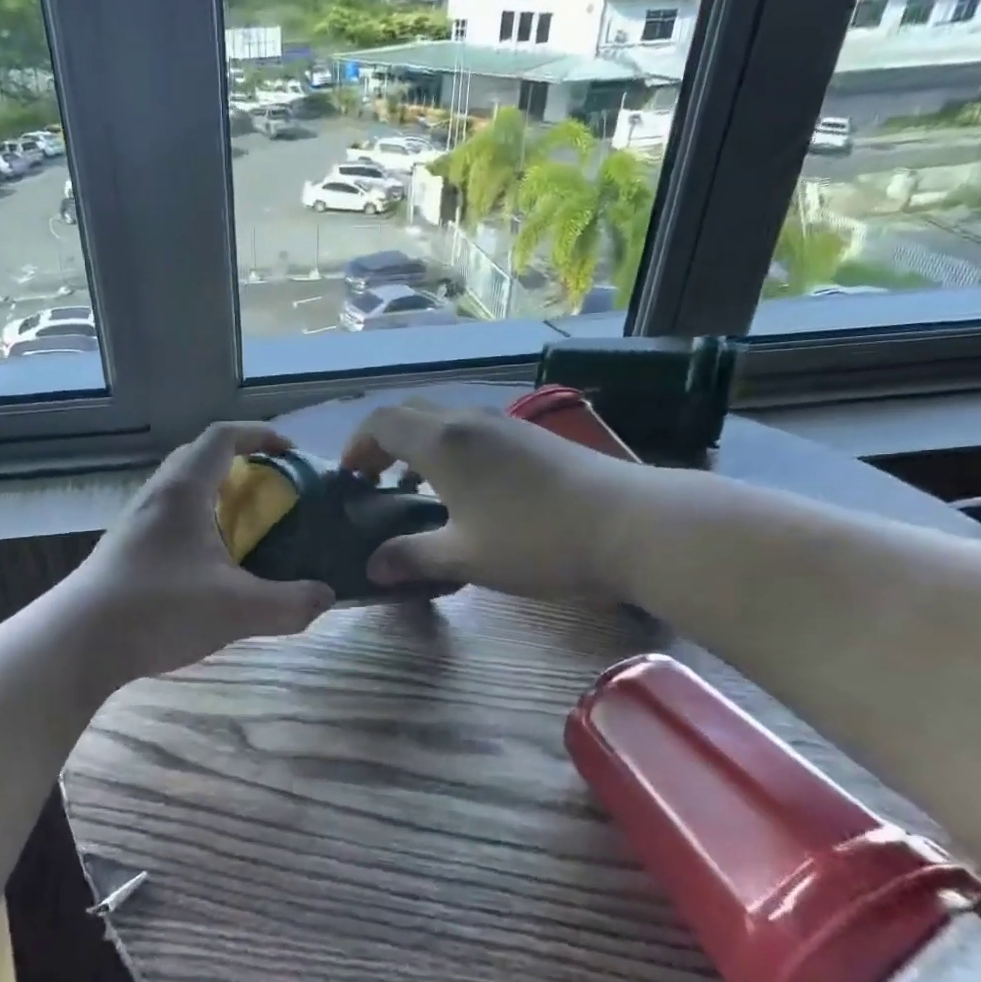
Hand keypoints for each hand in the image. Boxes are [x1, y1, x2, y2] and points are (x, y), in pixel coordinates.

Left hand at [64, 422, 336, 686]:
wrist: (77, 642)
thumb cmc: (158, 609)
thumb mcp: (236, 609)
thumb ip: (289, 603)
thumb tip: (327, 596)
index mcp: (184, 490)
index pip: (223, 437)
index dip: (259, 435)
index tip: (290, 451)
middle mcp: (157, 495)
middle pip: (200, 457)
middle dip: (240, 464)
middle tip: (271, 490)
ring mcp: (136, 521)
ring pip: (181, 488)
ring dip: (216, 495)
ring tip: (246, 525)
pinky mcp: (125, 548)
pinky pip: (169, 517)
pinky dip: (198, 523)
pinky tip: (210, 561)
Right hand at [341, 400, 629, 598]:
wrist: (629, 523)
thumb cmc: (535, 540)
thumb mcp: (464, 557)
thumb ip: (411, 558)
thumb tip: (372, 567)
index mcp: (441, 442)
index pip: (381, 422)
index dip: (356, 446)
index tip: (351, 479)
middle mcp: (467, 420)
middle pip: (408, 413)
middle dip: (383, 442)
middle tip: (377, 482)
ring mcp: (503, 423)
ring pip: (443, 419)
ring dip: (418, 445)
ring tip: (418, 488)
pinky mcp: (531, 435)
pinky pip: (471, 429)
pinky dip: (450, 449)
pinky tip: (467, 490)